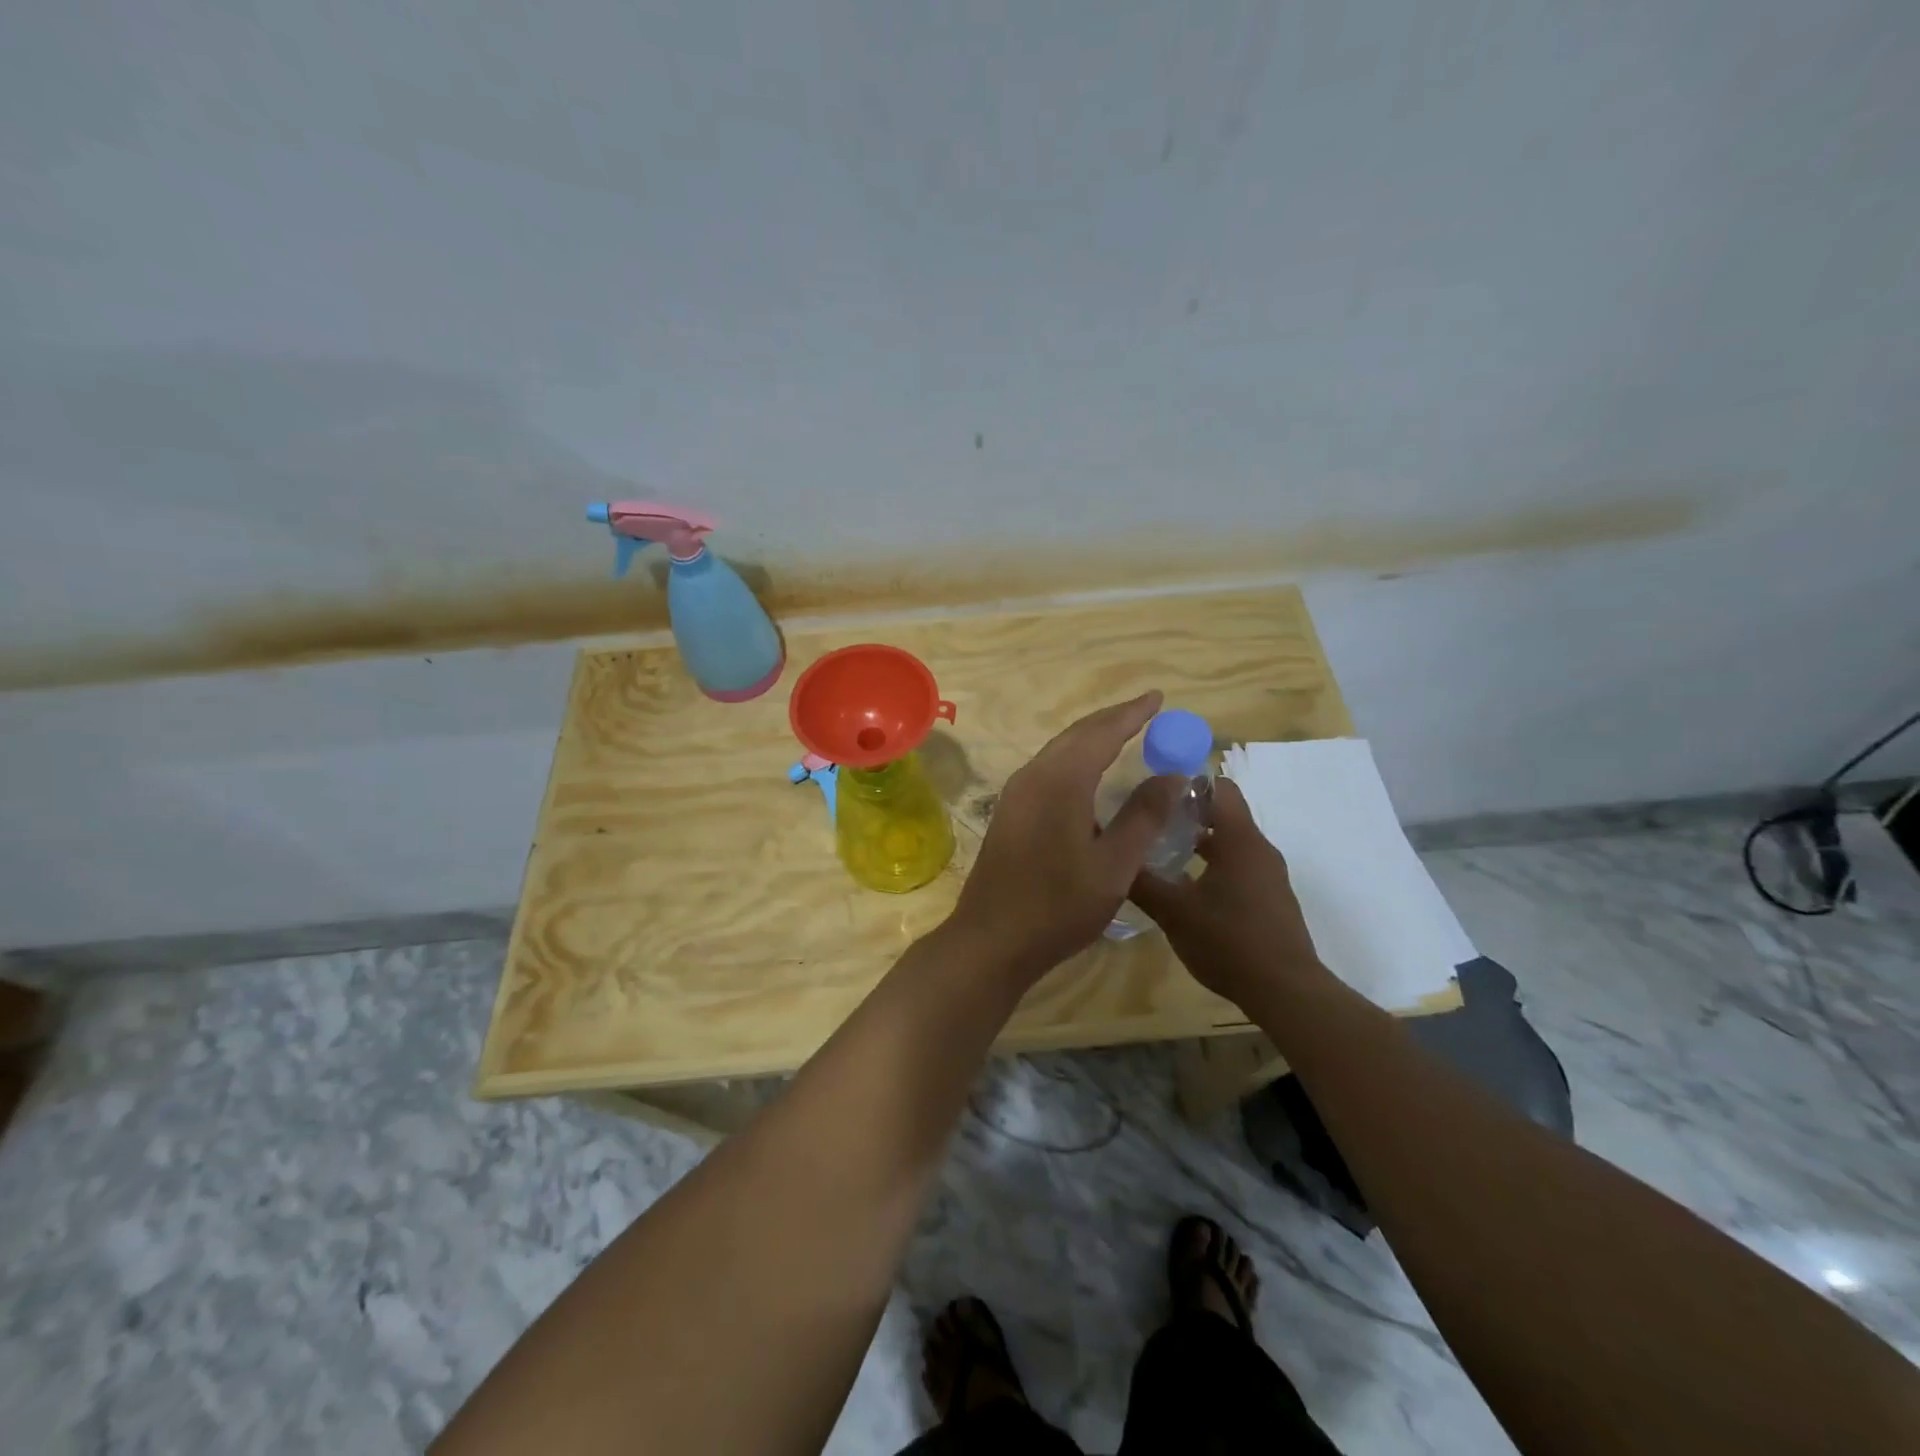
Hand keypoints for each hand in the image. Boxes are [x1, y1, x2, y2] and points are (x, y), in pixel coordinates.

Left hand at [950, 691, 1184, 980]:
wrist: (991, 938)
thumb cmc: (1059, 906)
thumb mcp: (1114, 866)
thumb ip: (1144, 817)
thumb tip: (1173, 777)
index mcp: (1061, 781)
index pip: (1102, 733)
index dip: (1132, 714)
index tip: (1157, 697)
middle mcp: (1034, 775)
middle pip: (1077, 734)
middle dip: (1112, 719)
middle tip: (1145, 710)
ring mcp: (1016, 792)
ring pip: (1059, 749)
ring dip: (1091, 737)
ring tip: (1122, 733)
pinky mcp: (1009, 810)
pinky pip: (1047, 767)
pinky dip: (1074, 757)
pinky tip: (1086, 772)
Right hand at [1127, 776, 1327, 1007]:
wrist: (1286, 992)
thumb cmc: (1229, 942)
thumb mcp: (1173, 912)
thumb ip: (1141, 882)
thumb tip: (1111, 858)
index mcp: (1240, 840)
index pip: (1218, 787)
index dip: (1186, 784)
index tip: (1154, 795)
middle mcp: (1259, 850)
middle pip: (1223, 814)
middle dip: (1186, 815)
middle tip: (1149, 824)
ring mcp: (1268, 876)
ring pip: (1230, 843)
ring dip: (1198, 843)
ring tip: (1161, 855)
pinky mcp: (1270, 900)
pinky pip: (1239, 868)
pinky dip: (1213, 867)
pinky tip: (1186, 890)